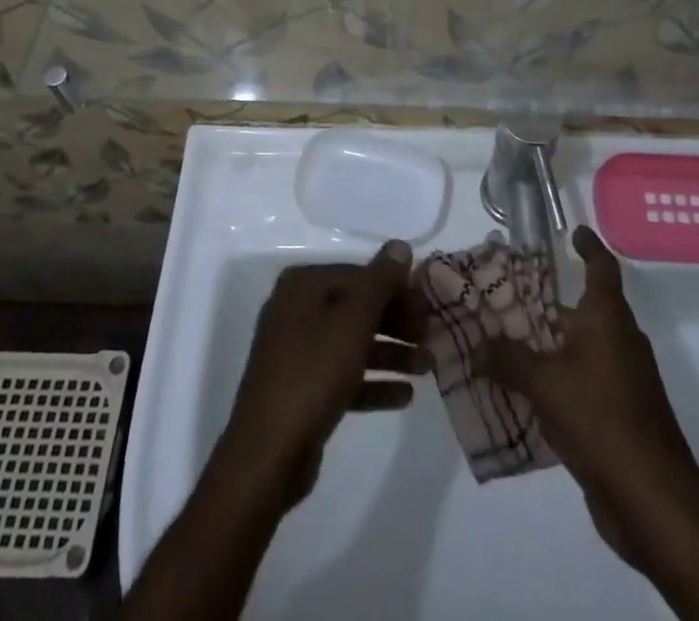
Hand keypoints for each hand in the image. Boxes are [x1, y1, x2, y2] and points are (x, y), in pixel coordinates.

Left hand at [215, 240, 426, 509]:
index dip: (396, 289)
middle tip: (431, 337)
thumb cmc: (314, 373)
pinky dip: (373, 382)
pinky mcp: (303, 389)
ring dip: (391, 353)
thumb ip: (380, 281)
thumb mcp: (354, 321)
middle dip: (396, 322)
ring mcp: (298, 351)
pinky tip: (405, 395)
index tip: (428, 308)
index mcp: (303, 285)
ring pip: (353, 342)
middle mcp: (297, 310)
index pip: (360, 275)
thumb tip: (400, 244)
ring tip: (428, 367)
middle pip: (357, 308)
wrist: (267, 453)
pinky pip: (344, 375)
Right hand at [484, 227, 698, 567]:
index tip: (573, 232)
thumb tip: (476, 344)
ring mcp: (626, 380)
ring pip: (583, 348)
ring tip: (507, 343)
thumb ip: (507, 359)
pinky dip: (560, 378)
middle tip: (509, 297)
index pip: (602, 268)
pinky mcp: (623, 415)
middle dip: (549, 303)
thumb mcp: (543, 384)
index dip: (589, 246)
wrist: (654, 499)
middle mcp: (621, 340)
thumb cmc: (600, 419)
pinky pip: (585, 381)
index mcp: (608, 318)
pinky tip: (527, 393)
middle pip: (586, 309)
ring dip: (551, 344)